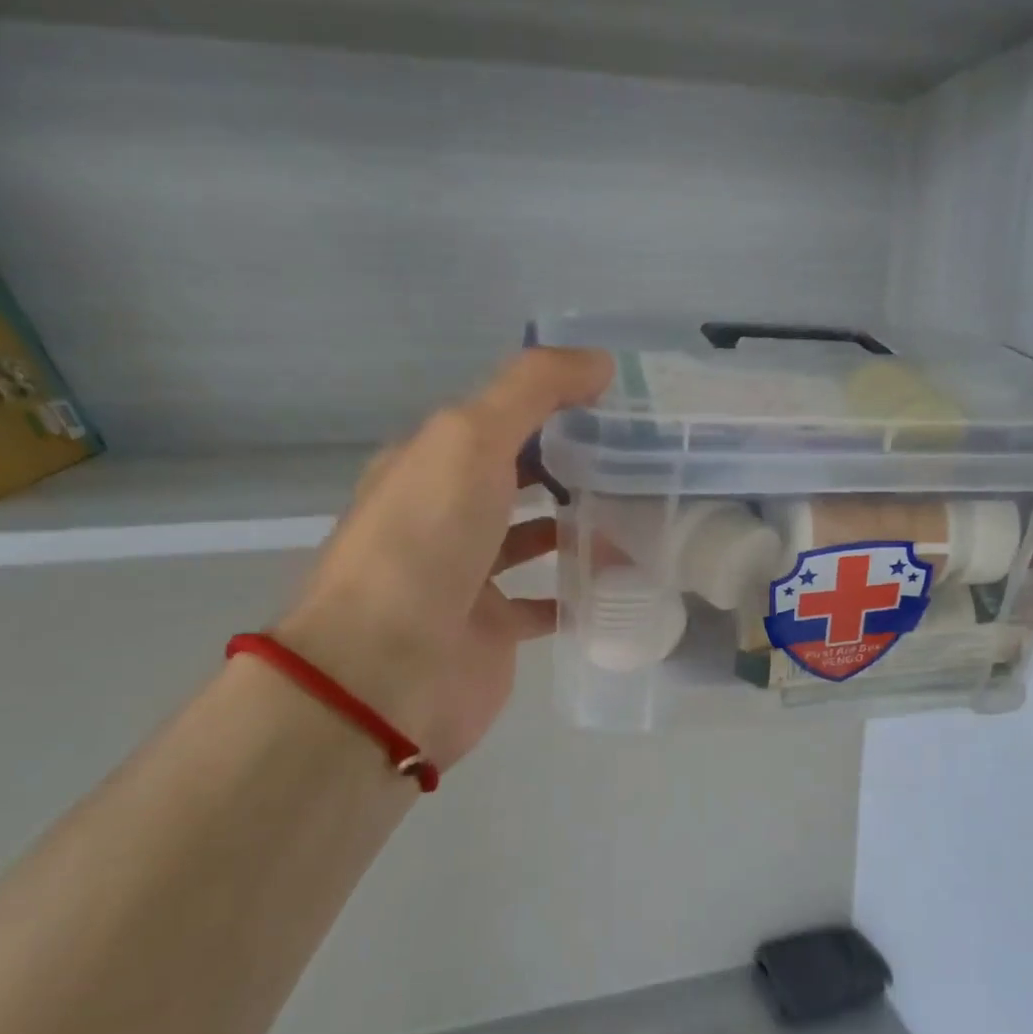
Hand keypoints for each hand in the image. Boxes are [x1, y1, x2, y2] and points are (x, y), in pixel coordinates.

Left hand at [276, 347, 613, 769]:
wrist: (386, 672)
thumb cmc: (425, 540)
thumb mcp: (470, 438)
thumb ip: (532, 389)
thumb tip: (599, 361)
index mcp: (429, 464)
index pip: (499, 420)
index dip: (555, 407)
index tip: (619, 405)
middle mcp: (444, 516)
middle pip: (519, 479)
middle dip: (575, 467)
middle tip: (644, 460)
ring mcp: (467, 577)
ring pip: (535, 539)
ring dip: (582, 526)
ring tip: (645, 514)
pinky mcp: (493, 631)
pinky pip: (548, 602)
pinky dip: (582, 590)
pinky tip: (625, 577)